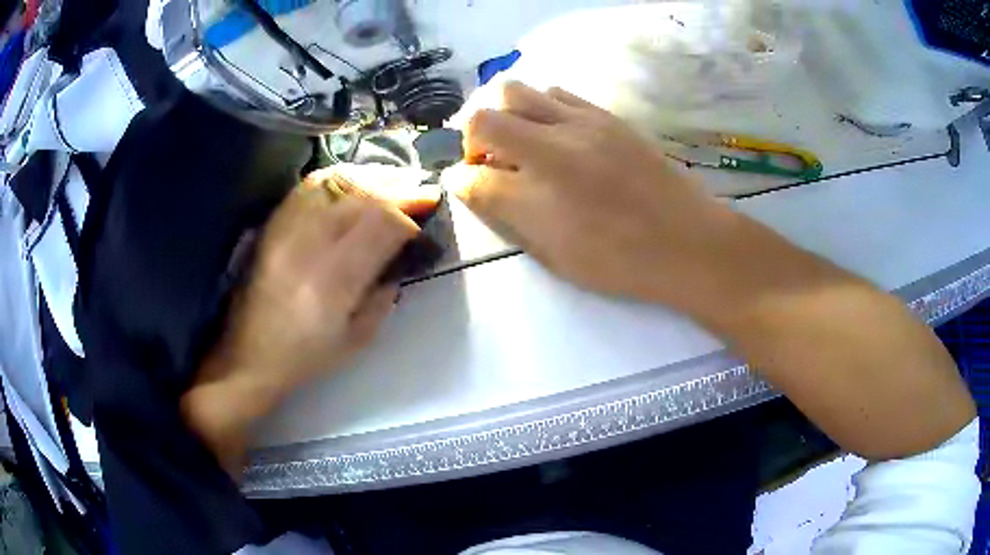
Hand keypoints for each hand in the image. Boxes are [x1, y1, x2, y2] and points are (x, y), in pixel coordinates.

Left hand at [182, 166, 437, 474]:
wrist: (247, 355)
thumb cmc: (304, 358)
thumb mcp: (357, 339)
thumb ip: (384, 294)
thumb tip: (402, 256)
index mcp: (332, 284)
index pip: (381, 225)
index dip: (411, 213)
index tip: (429, 214)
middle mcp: (307, 247)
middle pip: (361, 196)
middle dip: (398, 188)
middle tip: (420, 193)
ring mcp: (285, 230)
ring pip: (335, 182)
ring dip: (371, 178)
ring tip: (391, 184)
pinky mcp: (272, 225)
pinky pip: (309, 186)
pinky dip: (339, 179)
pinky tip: (355, 185)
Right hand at [443, 81, 734, 311]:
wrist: (688, 240)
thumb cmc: (620, 259)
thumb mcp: (554, 251)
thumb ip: (505, 210)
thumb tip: (466, 181)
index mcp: (542, 180)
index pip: (475, 167)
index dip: (463, 177)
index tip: (473, 186)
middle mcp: (556, 139)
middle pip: (489, 110)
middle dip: (478, 134)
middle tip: (496, 161)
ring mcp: (585, 121)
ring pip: (522, 91)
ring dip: (510, 115)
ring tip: (527, 145)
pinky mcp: (608, 116)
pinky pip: (560, 95)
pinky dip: (543, 108)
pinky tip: (559, 136)